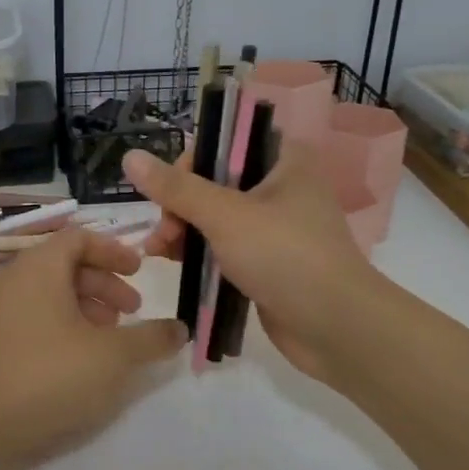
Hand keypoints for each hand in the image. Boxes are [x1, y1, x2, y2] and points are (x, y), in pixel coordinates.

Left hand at [0, 229, 186, 463]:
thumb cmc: (46, 374)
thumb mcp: (111, 357)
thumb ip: (150, 339)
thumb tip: (179, 329)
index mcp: (41, 266)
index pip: (80, 237)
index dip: (114, 250)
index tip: (140, 271)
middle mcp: (16, 277)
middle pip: (67, 264)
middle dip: (105, 283)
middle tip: (133, 311)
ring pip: (51, 292)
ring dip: (86, 306)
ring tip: (110, 338)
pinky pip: (35, 314)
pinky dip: (63, 323)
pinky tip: (79, 359)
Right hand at [126, 142, 377, 381]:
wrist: (338, 328)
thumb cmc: (285, 256)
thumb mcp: (225, 216)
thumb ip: (176, 188)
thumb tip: (130, 157)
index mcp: (284, 160)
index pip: (225, 141)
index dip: (191, 162)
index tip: (169, 192)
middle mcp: (281, 186)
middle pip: (214, 180)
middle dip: (180, 204)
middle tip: (164, 233)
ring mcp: (276, 226)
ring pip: (216, 216)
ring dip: (183, 230)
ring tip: (159, 253)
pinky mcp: (269, 261)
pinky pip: (225, 246)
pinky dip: (200, 252)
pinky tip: (174, 264)